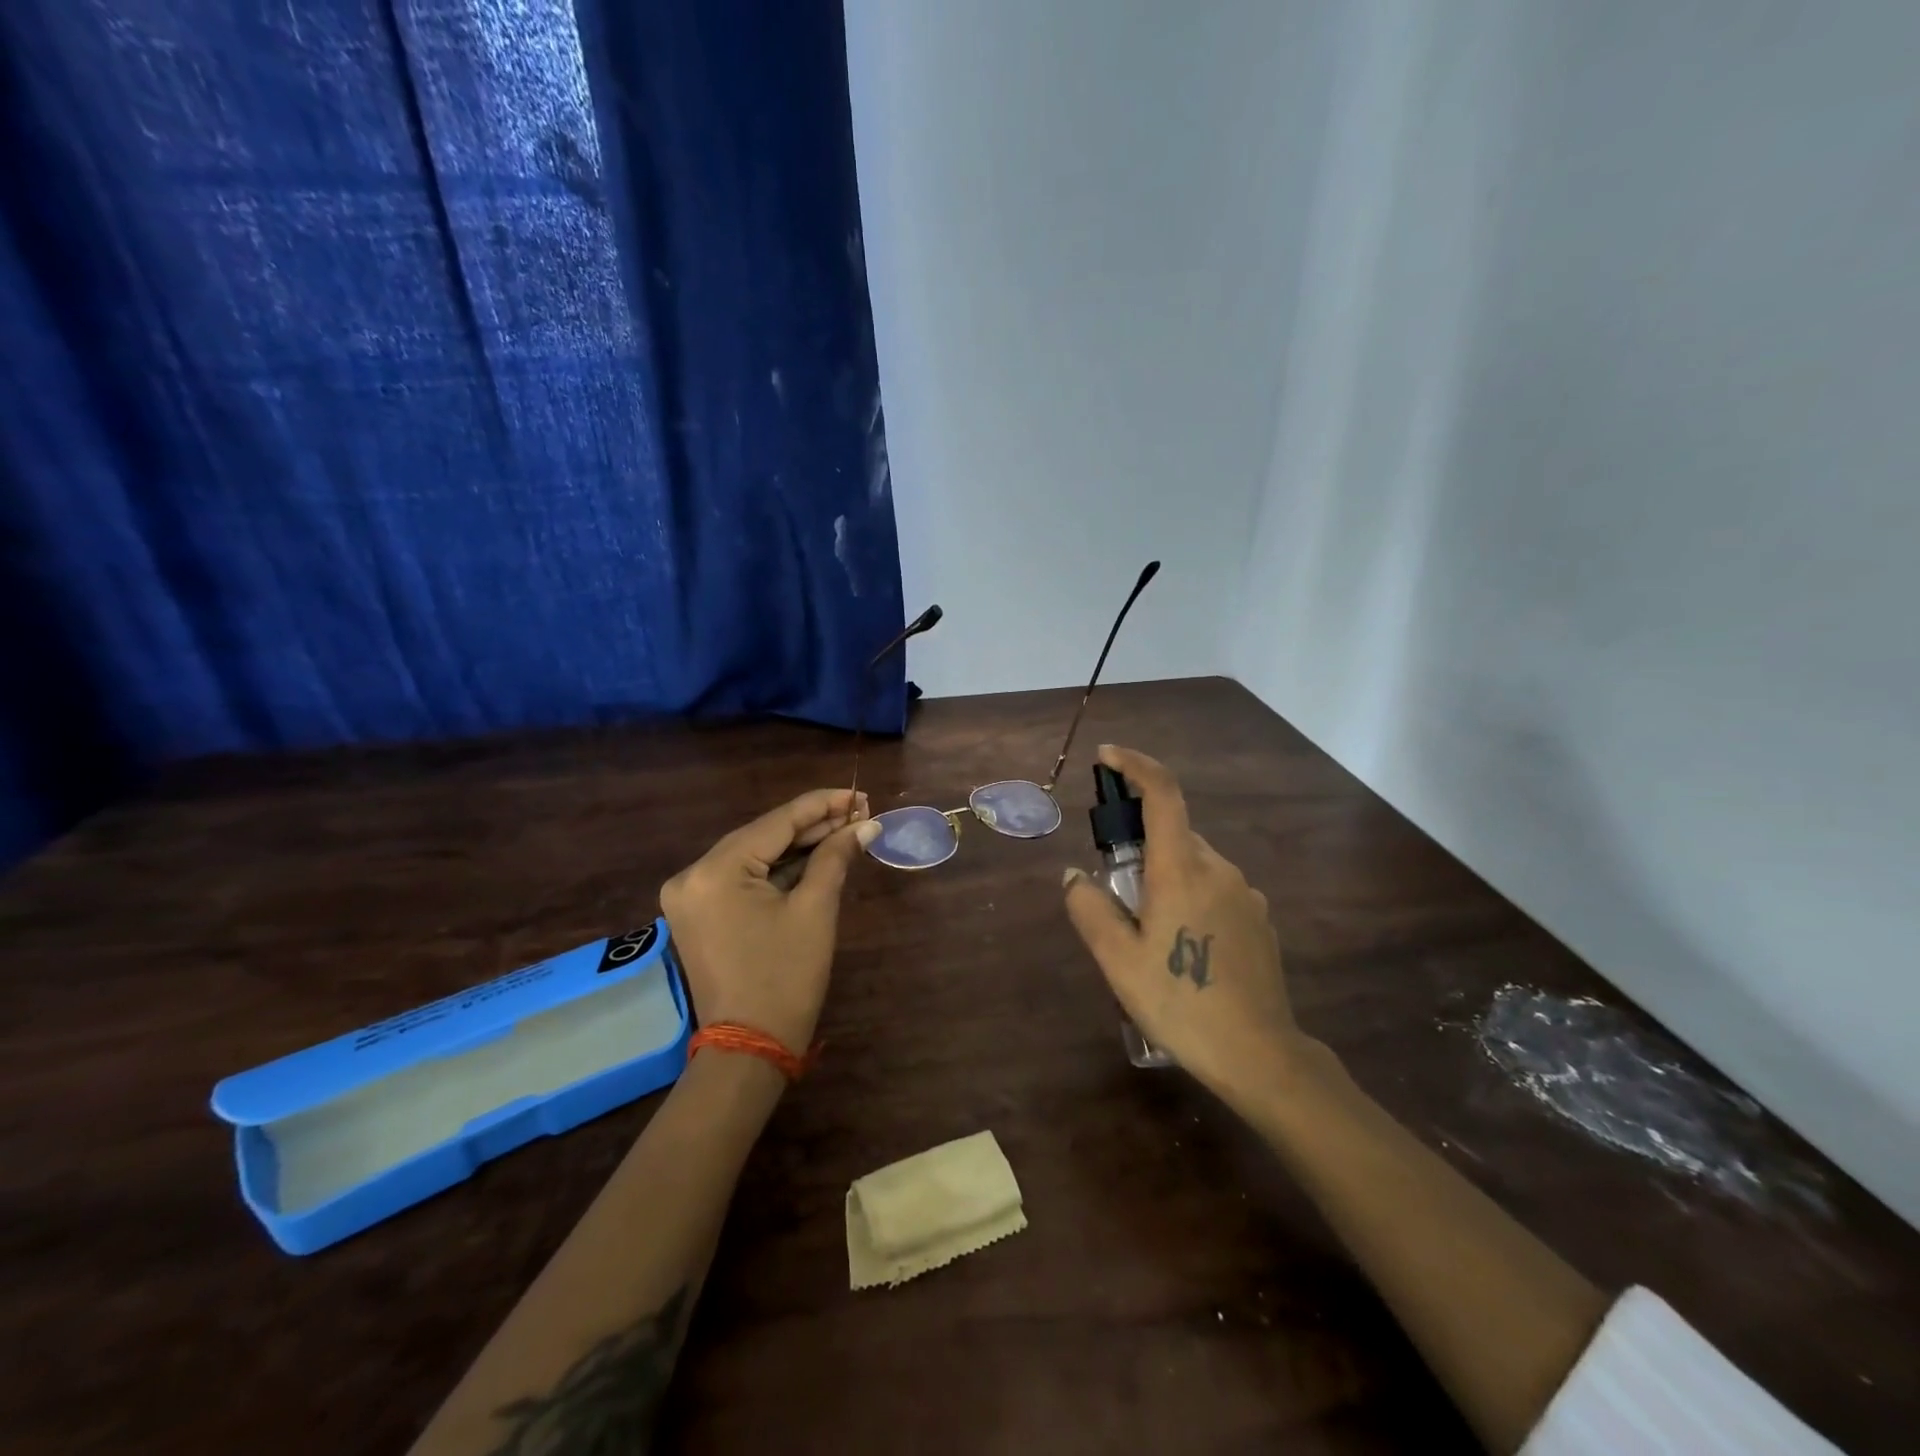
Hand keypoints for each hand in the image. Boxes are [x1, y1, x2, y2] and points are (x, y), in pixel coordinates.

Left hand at [661, 788, 879, 1053]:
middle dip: (813, 826)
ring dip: (798, 847)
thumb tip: (867, 825)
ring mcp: (691, 896)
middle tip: (859, 813)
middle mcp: (692, 875)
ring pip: (754, 856)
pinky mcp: (699, 914)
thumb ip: (836, 856)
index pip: (777, 822)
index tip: (859, 794)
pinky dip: (778, 870)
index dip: (822, 805)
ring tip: (845, 830)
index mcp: (715, 870)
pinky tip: (814, 857)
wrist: (750, 1049)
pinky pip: (743, 878)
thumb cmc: (786, 977)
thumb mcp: (816, 910)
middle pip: (763, 836)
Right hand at [1062, 745, 1305, 1109]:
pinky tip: (1185, 951)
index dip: (1135, 765)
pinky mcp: (1260, 919)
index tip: (1107, 758)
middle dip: (1140, 852)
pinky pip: (1215, 891)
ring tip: (1149, 939)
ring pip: (1194, 866)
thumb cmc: (1180, 1003)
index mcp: (1182, 869)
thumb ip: (1089, 909)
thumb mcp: (1118, 961)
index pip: (1162, 794)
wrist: (1259, 1055)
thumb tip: (1074, 876)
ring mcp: (1246, 894)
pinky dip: (1191, 900)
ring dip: (1166, 881)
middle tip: (1118, 902)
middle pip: (1174, 835)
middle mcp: (1219, 868)